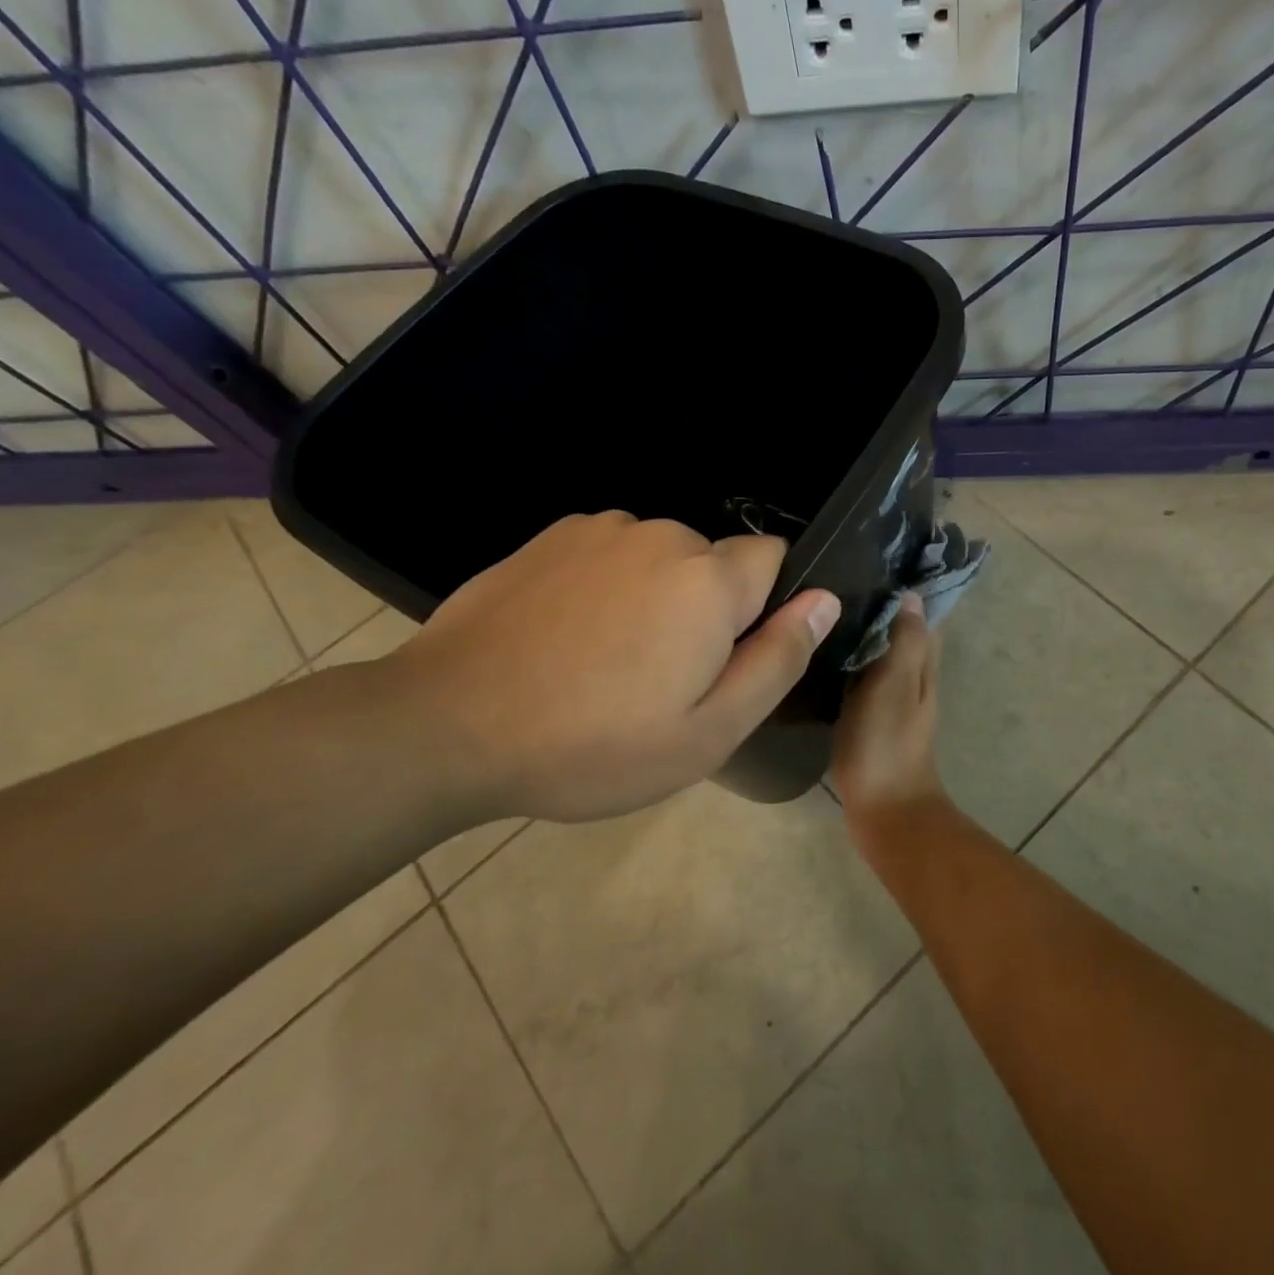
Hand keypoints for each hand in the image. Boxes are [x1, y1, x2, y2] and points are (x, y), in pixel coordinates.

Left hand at [386, 511, 839, 822]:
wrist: (447, 725)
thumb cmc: (593, 744)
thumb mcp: (709, 731)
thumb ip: (778, 659)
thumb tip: (826, 600)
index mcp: (709, 580)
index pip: (775, 558)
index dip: (763, 607)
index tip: (726, 656)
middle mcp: (661, 536)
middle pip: (714, 562)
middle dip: (706, 607)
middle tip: (662, 677)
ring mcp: (599, 530)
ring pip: (661, 558)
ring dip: (654, 596)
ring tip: (607, 661)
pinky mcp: (550, 537)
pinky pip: (610, 554)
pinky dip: (607, 585)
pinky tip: (566, 637)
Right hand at [829, 593, 950, 849]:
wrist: (885, 811)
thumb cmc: (887, 743)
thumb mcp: (894, 684)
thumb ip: (905, 641)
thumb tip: (911, 595)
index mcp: (922, 664)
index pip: (918, 614)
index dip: (901, 589)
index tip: (870, 562)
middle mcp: (911, 677)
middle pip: (898, 632)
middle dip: (876, 607)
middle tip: (833, 583)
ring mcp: (891, 700)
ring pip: (878, 655)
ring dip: (859, 634)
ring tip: (820, 611)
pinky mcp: (870, 719)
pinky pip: (861, 679)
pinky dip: (847, 663)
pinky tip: (818, 656)